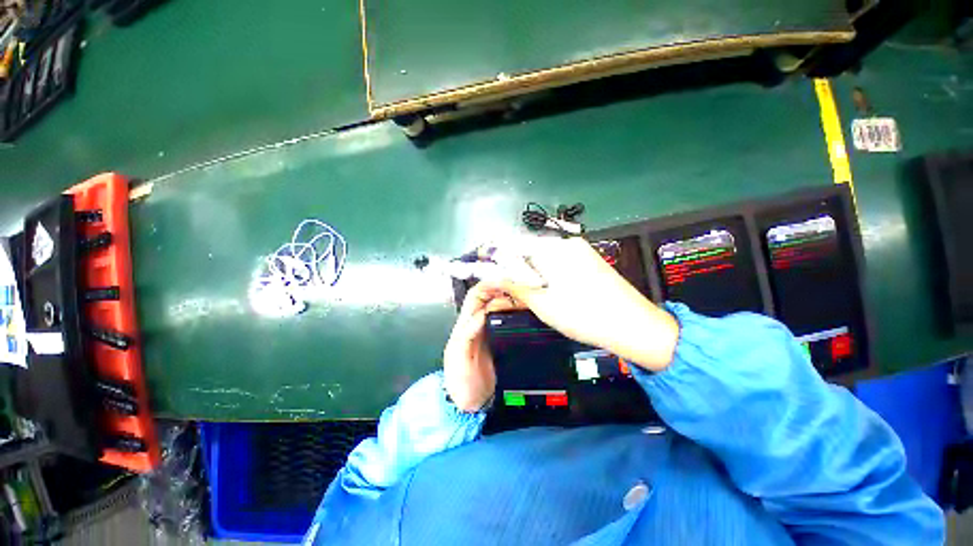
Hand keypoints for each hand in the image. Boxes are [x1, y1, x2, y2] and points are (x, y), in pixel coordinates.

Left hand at [443, 282, 516, 411]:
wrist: (472, 405)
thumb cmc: (461, 384)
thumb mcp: (459, 361)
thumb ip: (466, 337)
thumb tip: (480, 315)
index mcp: (465, 326)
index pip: (475, 297)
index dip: (488, 286)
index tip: (505, 282)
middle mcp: (478, 324)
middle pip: (491, 298)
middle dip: (505, 289)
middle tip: (523, 289)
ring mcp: (490, 332)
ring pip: (502, 307)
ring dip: (513, 299)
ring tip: (529, 298)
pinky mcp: (501, 341)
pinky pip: (509, 321)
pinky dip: (518, 313)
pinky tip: (529, 314)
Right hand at [494, 236, 679, 371]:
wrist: (634, 327)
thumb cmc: (584, 315)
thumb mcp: (543, 302)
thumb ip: (514, 284)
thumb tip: (490, 274)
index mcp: (554, 248)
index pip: (514, 245)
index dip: (496, 258)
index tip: (485, 272)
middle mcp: (566, 243)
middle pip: (528, 251)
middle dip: (513, 268)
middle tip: (504, 289)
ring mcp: (579, 252)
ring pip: (542, 259)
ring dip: (528, 274)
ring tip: (523, 294)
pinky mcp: (587, 262)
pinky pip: (557, 264)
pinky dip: (545, 276)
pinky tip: (544, 292)